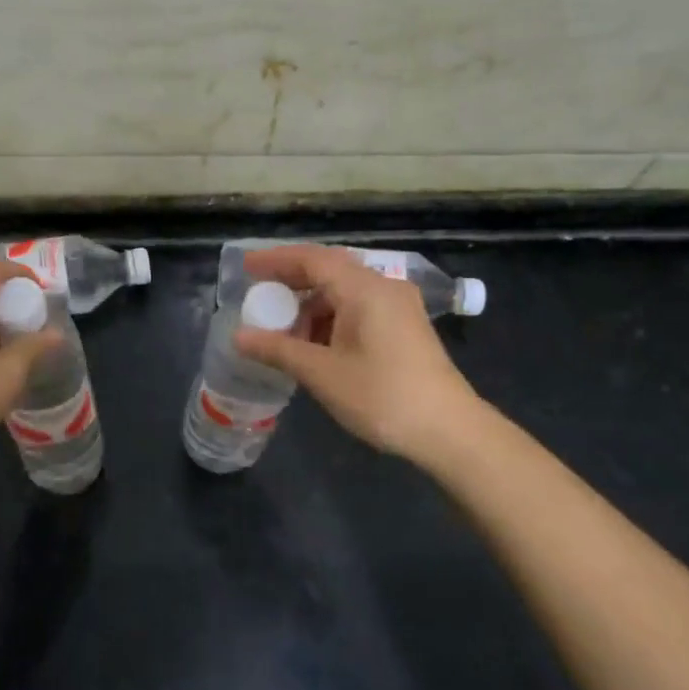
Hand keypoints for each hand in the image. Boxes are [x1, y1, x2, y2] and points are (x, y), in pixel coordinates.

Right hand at [235, 244, 482, 464]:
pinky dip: (332, 318)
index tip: (246, 267)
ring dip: (312, 306)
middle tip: (259, 295)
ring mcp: (399, 306)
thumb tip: (238, 337)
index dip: (276, 260)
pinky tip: (316, 345)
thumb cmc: (382, 396)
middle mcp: (383, 287)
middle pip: (329, 270)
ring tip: (283, 332)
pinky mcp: (405, 326)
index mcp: (364, 289)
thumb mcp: (322, 373)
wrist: (449, 430)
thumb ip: (278, 350)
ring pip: (345, 292)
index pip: (312, 259)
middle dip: (292, 281)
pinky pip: (359, 308)